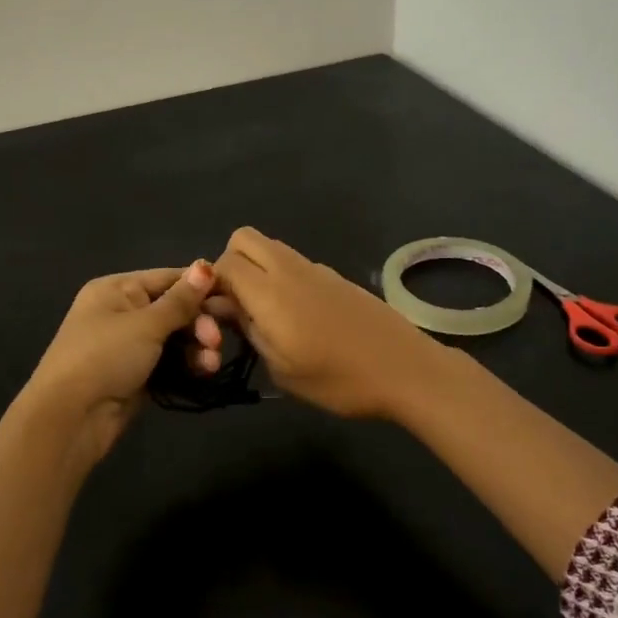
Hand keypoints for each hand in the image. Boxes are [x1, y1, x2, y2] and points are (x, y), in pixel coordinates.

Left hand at [18, 261, 220, 464]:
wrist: (69, 418)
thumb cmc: (104, 357)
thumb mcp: (145, 324)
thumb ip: (180, 300)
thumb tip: (206, 265)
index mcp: (116, 289)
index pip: (168, 278)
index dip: (201, 286)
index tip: (234, 297)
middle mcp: (122, 311)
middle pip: (174, 308)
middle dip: (200, 323)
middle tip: (215, 341)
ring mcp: (128, 345)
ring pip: (175, 337)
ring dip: (197, 347)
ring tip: (210, 364)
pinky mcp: (136, 374)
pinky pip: (169, 361)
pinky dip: (187, 365)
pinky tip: (204, 372)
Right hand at [210, 227, 445, 419]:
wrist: (405, 370)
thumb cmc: (338, 380)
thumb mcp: (281, 368)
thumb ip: (249, 331)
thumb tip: (226, 308)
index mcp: (270, 292)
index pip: (223, 263)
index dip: (211, 284)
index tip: (217, 314)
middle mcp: (289, 269)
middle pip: (244, 238)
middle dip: (230, 263)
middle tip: (238, 303)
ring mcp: (316, 268)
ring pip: (270, 247)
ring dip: (257, 267)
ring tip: (265, 311)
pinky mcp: (335, 276)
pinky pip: (294, 262)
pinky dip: (282, 276)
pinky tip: (298, 315)